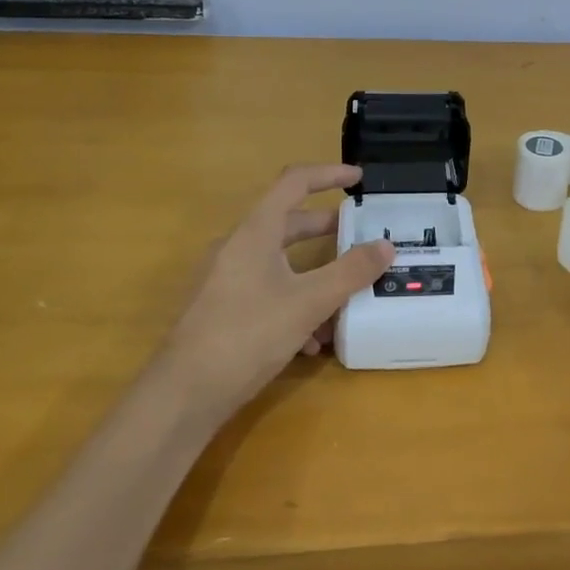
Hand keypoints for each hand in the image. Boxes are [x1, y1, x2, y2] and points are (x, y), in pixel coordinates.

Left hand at [158, 164, 394, 418]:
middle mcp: (238, 247)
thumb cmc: (248, 334)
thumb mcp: (309, 302)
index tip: (359, 179)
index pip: (294, 182)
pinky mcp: (224, 310)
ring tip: (347, 295)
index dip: (329, 175)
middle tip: (361, 236)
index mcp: (256, 232)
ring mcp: (227, 279)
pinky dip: (295, 303)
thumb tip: (385, 245)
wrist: (184, 394)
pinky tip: (314, 340)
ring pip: (281, 263)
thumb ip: (350, 272)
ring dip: (315, 274)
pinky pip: (268, 292)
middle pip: (289, 223)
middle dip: (327, 229)